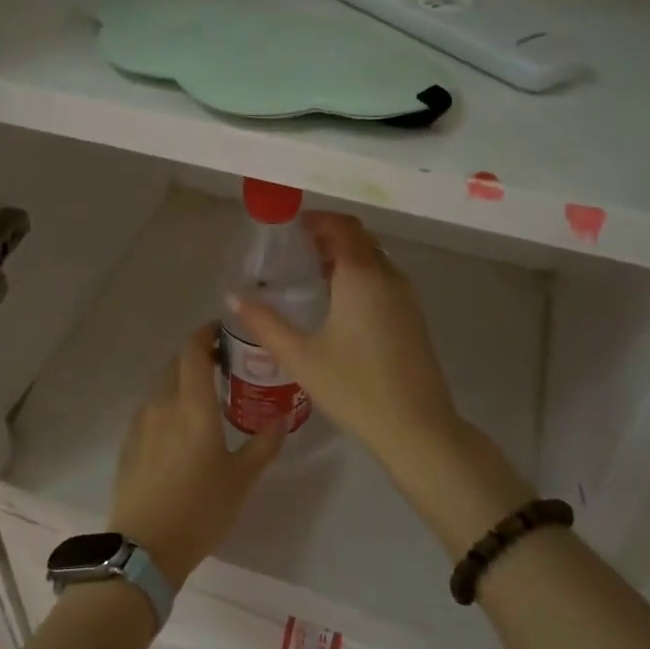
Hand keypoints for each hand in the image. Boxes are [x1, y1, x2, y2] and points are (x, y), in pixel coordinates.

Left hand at [108, 324, 285, 586]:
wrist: (144, 549)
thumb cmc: (200, 509)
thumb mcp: (242, 479)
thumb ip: (264, 444)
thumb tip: (282, 417)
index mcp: (192, 405)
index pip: (193, 350)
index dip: (206, 333)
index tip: (224, 332)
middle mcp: (163, 404)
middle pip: (176, 364)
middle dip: (198, 356)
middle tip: (224, 366)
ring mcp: (141, 423)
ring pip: (162, 385)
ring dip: (181, 380)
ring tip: (205, 396)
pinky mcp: (129, 443)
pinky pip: (150, 408)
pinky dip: (168, 403)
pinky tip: (181, 427)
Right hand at [229, 213, 462, 475]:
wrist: (416, 427)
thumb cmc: (354, 388)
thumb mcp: (301, 356)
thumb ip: (265, 323)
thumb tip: (233, 297)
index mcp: (362, 276)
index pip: (342, 226)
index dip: (316, 220)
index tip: (290, 229)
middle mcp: (389, 277)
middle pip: (360, 239)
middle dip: (329, 236)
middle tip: (296, 251)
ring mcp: (407, 298)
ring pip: (375, 259)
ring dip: (347, 257)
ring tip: (313, 276)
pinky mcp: (414, 318)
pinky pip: (385, 280)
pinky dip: (362, 276)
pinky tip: (340, 306)